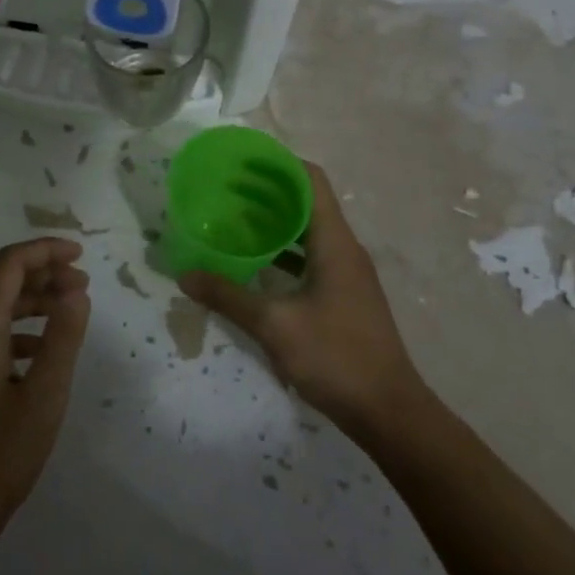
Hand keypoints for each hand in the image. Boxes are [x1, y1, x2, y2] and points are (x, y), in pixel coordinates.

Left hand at [0, 238, 90, 551]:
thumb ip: (62, 337)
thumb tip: (76, 291)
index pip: (9, 264)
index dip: (45, 250)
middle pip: (0, 281)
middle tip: (83, 283)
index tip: (82, 255)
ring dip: (32, 300)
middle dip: (43, 273)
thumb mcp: (44, 395)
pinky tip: (42, 349)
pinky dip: (19, 328)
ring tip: (70, 309)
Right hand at [178, 163, 428, 441]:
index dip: (279, 164)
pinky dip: (283, 254)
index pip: (311, 181)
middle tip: (225, 189)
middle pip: (307, 203)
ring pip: (308, 233)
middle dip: (267, 192)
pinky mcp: (343, 298)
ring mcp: (346, 275)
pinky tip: (254, 265)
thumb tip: (185, 276)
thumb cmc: (336, 357)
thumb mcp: (275, 325)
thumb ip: (228, 297)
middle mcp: (344, 250)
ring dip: (274, 223)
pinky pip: (310, 260)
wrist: (389, 413)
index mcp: (335, 243)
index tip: (242, 161)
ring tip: (233, 220)